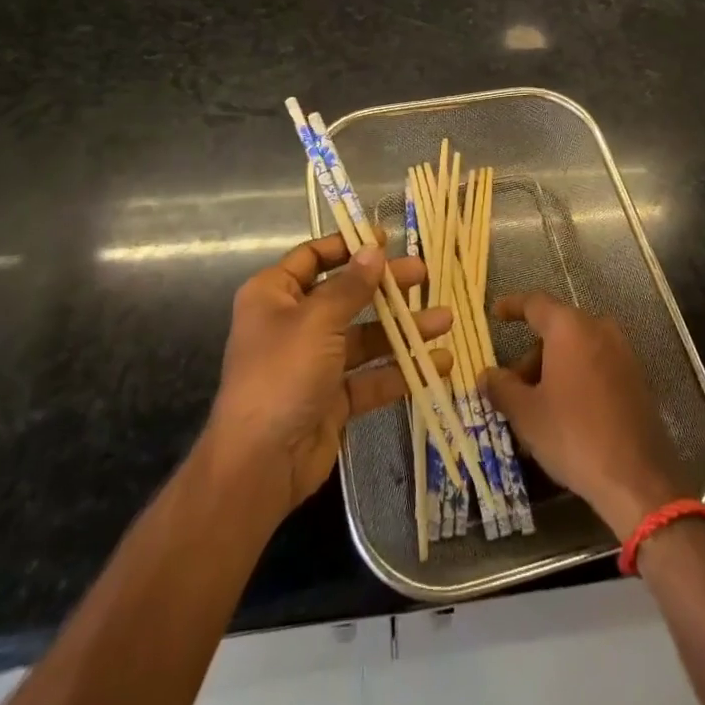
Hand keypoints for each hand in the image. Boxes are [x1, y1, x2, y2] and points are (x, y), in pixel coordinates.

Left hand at [204, 233, 452, 517]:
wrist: (260, 465)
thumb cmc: (283, 374)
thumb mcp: (318, 320)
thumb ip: (351, 285)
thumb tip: (374, 250)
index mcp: (274, 296)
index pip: (312, 257)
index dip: (347, 246)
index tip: (384, 240)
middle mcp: (293, 324)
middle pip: (346, 295)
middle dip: (386, 286)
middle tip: (424, 274)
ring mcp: (314, 363)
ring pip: (365, 337)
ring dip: (403, 329)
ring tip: (445, 320)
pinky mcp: (332, 399)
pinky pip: (370, 377)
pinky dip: (400, 371)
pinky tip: (437, 364)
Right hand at [480, 292, 685, 537]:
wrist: (638, 478)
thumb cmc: (574, 434)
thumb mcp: (526, 413)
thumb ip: (502, 388)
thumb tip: (487, 375)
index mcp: (570, 327)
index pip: (535, 304)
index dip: (512, 306)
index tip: (495, 313)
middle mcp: (599, 329)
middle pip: (556, 331)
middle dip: (530, 357)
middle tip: (511, 388)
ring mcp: (622, 353)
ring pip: (576, 351)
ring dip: (552, 372)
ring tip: (534, 411)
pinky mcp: (636, 378)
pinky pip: (595, 367)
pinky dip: (575, 380)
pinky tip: (563, 416)